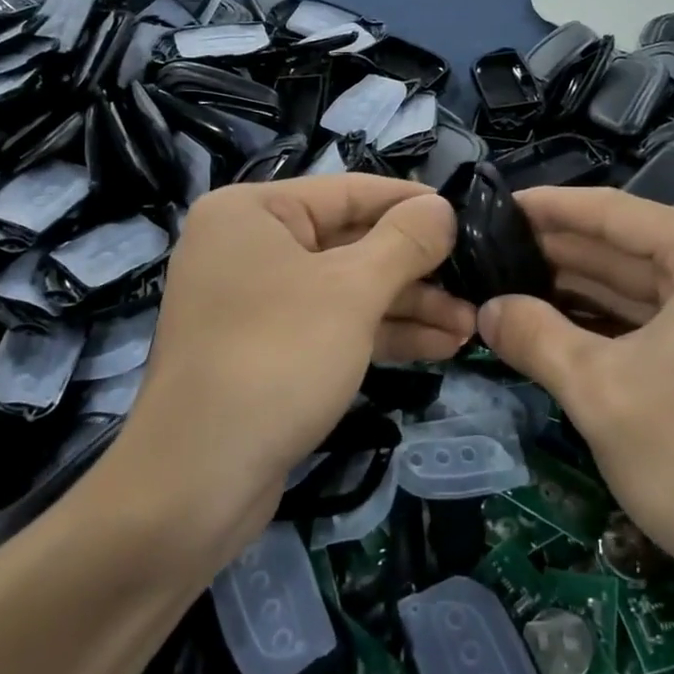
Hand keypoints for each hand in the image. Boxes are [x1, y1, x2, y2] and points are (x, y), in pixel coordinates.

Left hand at [111, 177, 473, 563]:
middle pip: (350, 242)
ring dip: (407, 306)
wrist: (197, 482)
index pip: (348, 191)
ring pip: (345, 289)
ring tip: (469, 325)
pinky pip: (332, 325)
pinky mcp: (267, 349)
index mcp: (252, 211)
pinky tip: (438, 346)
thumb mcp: (351, 291)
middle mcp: (249, 246)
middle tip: (476, 280)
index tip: (465, 214)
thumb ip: (403, 242)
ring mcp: (256, 301)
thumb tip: (441, 207)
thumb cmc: (276, 358)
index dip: (411, 203)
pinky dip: (380, 333)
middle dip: (416, 268)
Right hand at [477, 187, 673, 618]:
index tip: (496, 207)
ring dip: (586, 291)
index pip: (616, 213)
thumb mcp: (599, 390)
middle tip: (494, 251)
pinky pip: (672, 324)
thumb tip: (485, 309)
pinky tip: (569, 328)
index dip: (549, 209)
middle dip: (562, 253)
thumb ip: (534, 335)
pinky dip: (620, 326)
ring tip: (517, 285)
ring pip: (652, 290)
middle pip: (635, 249)